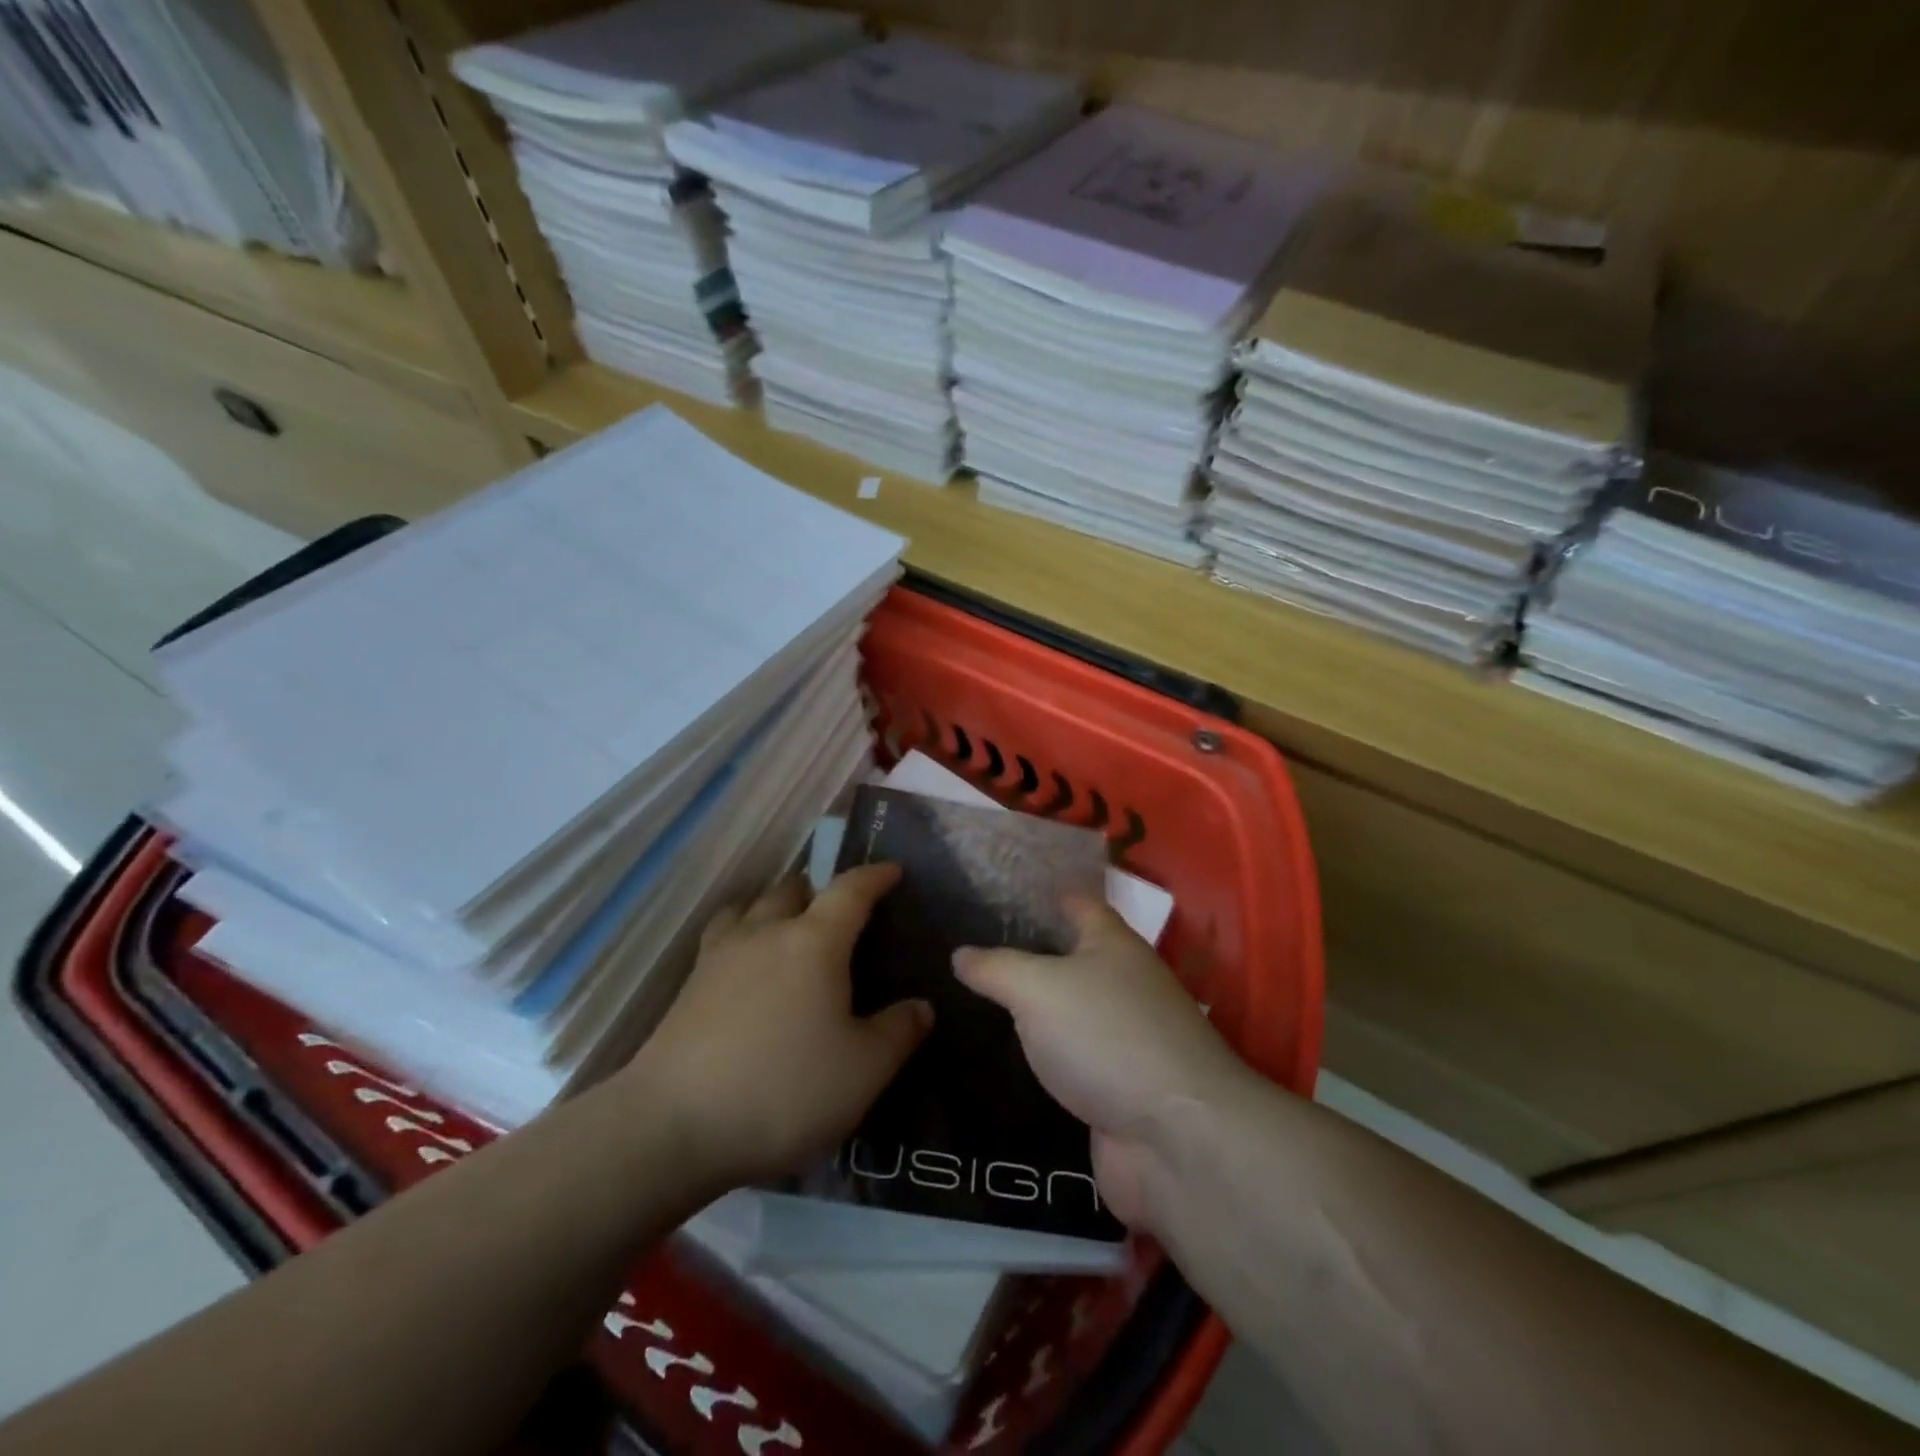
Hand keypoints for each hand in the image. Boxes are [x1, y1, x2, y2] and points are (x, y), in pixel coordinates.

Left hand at [626, 865, 932, 1191]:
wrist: (673, 1127)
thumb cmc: (784, 1090)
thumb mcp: (864, 1071)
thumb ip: (898, 1032)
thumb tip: (920, 1006)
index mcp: (814, 942)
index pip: (850, 890)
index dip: (874, 876)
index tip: (893, 871)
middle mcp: (766, 933)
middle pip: (794, 888)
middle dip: (821, 889)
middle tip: (840, 915)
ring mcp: (721, 955)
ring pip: (752, 905)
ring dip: (776, 905)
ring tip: (789, 928)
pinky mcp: (689, 984)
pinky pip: (724, 935)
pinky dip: (743, 931)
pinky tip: (746, 964)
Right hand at [954, 897, 1253, 1231]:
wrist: (1174, 1138)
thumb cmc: (1106, 1036)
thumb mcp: (1038, 988)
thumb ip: (996, 968)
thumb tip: (960, 953)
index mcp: (1112, 943)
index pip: (1076, 902)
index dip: (1041, 894)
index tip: (995, 892)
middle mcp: (1123, 983)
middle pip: (1071, 957)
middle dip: (1028, 952)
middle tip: (969, 948)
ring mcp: (1123, 1037)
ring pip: (1069, 1010)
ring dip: (1033, 1008)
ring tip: (975, 999)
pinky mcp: (1117, 1086)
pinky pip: (1071, 1058)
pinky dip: (1042, 1055)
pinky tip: (1004, 1056)